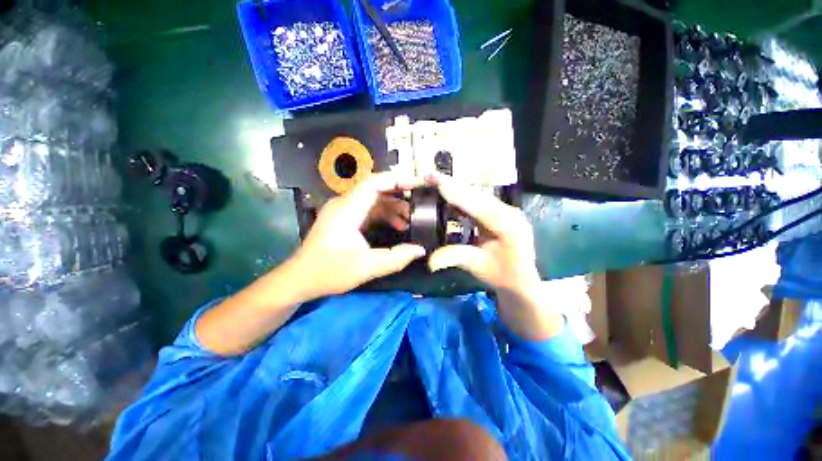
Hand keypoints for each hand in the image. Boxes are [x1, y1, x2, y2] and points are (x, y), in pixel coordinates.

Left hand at [289, 172, 426, 298]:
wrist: (300, 278)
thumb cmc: (330, 272)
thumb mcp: (368, 267)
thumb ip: (397, 258)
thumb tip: (420, 250)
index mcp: (347, 210)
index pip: (374, 183)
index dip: (397, 180)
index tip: (417, 184)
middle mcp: (343, 203)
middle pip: (375, 187)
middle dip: (399, 193)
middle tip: (418, 201)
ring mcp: (342, 209)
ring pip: (372, 198)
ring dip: (392, 205)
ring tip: (409, 219)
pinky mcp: (343, 217)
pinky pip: (367, 208)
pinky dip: (383, 213)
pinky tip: (396, 225)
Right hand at [427, 174, 560, 338]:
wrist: (522, 279)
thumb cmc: (503, 275)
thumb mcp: (478, 267)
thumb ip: (455, 258)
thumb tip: (430, 260)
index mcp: (508, 226)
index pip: (479, 207)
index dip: (458, 195)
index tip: (438, 183)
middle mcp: (510, 212)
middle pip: (478, 195)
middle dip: (453, 184)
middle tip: (431, 175)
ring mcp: (507, 210)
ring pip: (478, 194)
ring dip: (457, 187)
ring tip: (436, 179)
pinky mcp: (501, 211)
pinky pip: (480, 200)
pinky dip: (463, 195)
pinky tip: (450, 190)